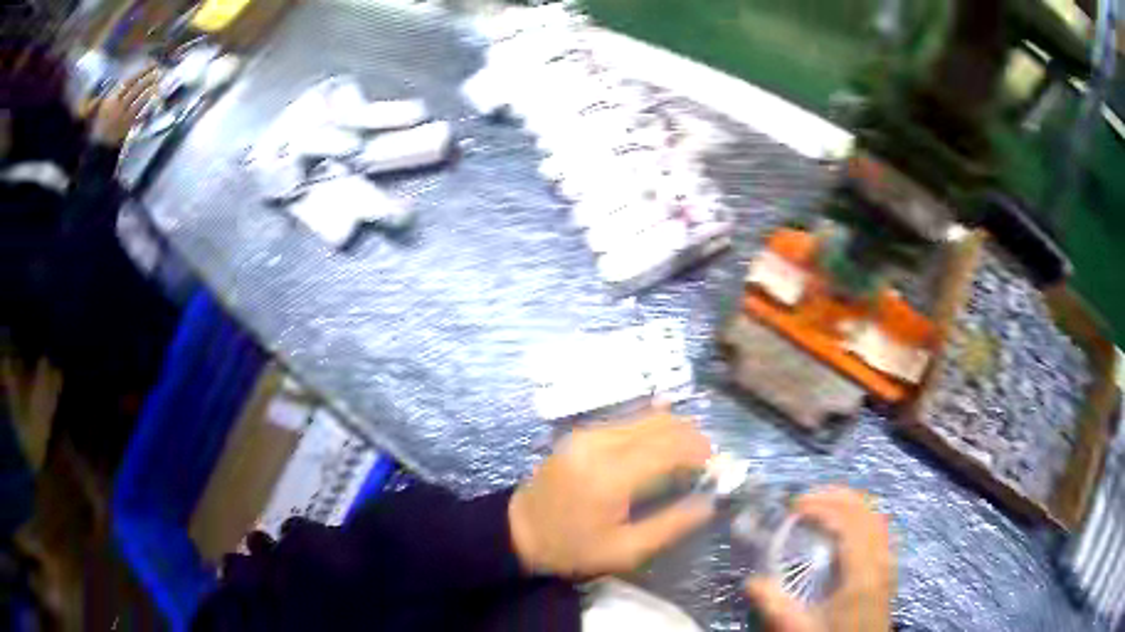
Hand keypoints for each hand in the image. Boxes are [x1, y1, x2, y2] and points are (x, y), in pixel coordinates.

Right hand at [90, 66, 159, 146]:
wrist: (97, 149)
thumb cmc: (97, 126)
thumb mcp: (100, 108)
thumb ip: (110, 94)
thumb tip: (119, 82)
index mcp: (111, 100)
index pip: (129, 81)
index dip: (142, 71)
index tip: (151, 64)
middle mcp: (118, 107)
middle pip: (136, 88)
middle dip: (148, 77)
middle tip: (158, 70)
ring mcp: (123, 118)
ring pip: (140, 100)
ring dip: (151, 89)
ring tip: (159, 81)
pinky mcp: (127, 128)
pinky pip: (141, 114)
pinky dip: (149, 105)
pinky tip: (156, 98)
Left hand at [508, 410, 713, 576]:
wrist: (518, 531)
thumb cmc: (572, 548)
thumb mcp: (624, 551)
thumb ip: (671, 526)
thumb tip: (709, 503)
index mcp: (611, 476)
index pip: (669, 447)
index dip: (699, 452)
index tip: (717, 467)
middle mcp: (600, 444)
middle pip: (661, 425)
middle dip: (692, 437)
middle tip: (707, 460)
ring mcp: (588, 433)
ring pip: (646, 418)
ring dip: (674, 430)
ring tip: (690, 454)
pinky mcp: (581, 433)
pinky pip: (627, 421)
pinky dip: (652, 427)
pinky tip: (665, 441)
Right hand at [746, 487, 894, 631]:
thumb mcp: (799, 629)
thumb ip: (775, 606)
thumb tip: (751, 582)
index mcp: (862, 571)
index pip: (848, 522)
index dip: (823, 506)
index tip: (794, 505)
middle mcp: (881, 559)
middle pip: (866, 511)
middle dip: (835, 496)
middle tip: (805, 499)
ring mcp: (888, 562)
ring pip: (875, 516)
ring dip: (850, 504)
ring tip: (822, 506)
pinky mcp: (888, 568)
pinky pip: (880, 529)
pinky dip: (861, 516)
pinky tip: (844, 528)